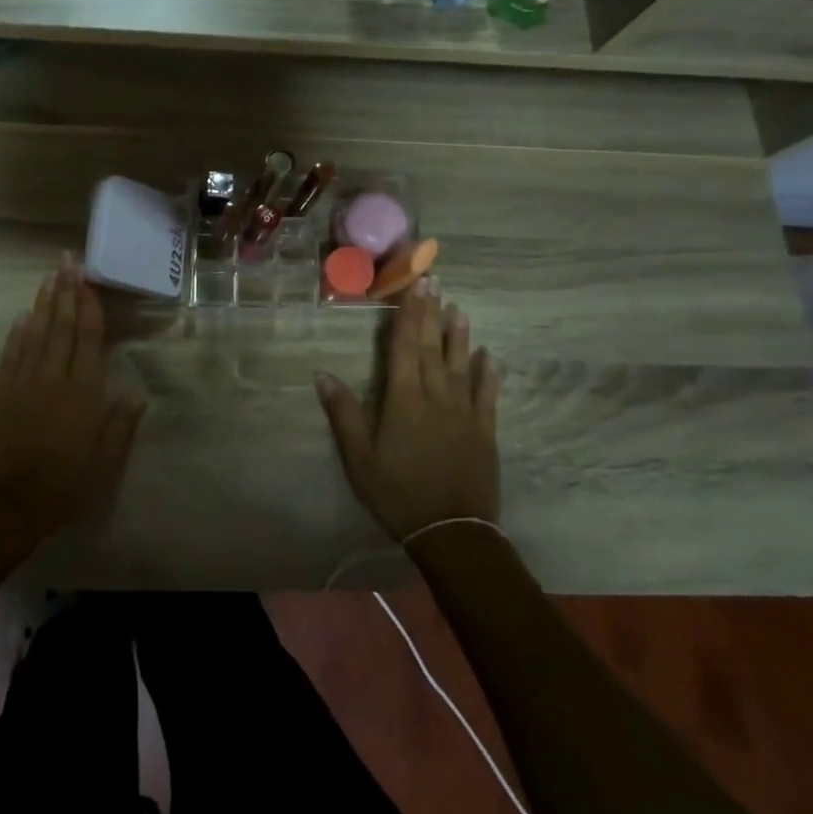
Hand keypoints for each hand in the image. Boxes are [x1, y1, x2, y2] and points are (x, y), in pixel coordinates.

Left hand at [0, 256, 146, 550]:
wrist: (1, 506)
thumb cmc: (60, 489)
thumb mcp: (103, 466)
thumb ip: (120, 427)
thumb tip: (136, 393)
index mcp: (84, 393)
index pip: (88, 338)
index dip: (89, 306)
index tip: (88, 280)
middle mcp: (54, 378)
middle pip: (62, 326)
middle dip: (66, 291)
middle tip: (67, 261)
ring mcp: (23, 382)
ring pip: (36, 333)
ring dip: (43, 303)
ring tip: (49, 277)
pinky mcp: (0, 393)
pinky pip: (12, 354)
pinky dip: (18, 333)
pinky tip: (22, 317)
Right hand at [315, 280, 500, 540]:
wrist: (452, 532)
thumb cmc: (397, 493)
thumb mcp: (359, 458)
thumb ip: (343, 413)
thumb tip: (322, 373)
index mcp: (404, 398)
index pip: (403, 346)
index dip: (407, 313)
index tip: (413, 285)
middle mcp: (436, 395)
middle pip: (431, 346)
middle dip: (431, 312)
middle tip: (435, 281)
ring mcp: (464, 411)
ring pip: (461, 363)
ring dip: (459, 335)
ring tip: (459, 308)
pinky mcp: (484, 430)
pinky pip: (487, 394)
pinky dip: (489, 373)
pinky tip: (491, 356)